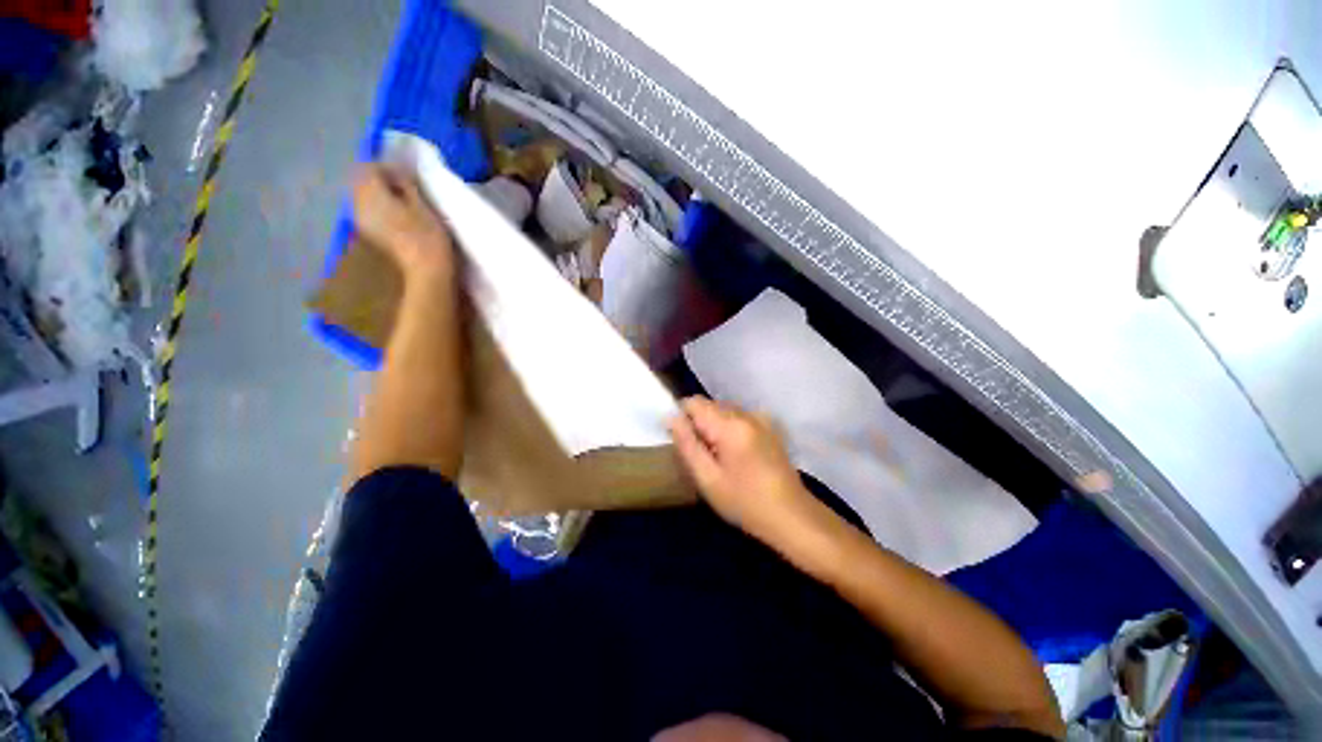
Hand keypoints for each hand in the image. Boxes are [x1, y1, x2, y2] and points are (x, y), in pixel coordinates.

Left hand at [352, 163, 453, 280]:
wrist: (425, 270)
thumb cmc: (428, 236)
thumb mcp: (422, 204)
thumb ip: (406, 183)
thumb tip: (398, 171)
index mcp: (371, 192)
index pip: (370, 167)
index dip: (388, 167)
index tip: (408, 175)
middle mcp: (358, 203)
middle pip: (361, 180)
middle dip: (379, 179)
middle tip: (404, 186)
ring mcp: (361, 219)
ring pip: (362, 195)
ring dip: (378, 193)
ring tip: (402, 201)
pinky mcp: (368, 232)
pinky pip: (366, 209)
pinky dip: (378, 206)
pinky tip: (396, 214)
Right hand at [669, 396, 815, 544]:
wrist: (792, 516)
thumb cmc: (745, 502)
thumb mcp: (707, 478)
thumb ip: (687, 444)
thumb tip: (671, 417)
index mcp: (730, 425)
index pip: (694, 402)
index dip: (683, 418)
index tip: (684, 442)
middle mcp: (746, 413)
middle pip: (710, 405)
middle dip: (699, 424)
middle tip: (703, 456)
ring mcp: (761, 418)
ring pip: (724, 411)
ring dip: (715, 426)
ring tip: (721, 458)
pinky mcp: (770, 426)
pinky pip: (740, 417)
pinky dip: (731, 429)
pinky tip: (738, 455)